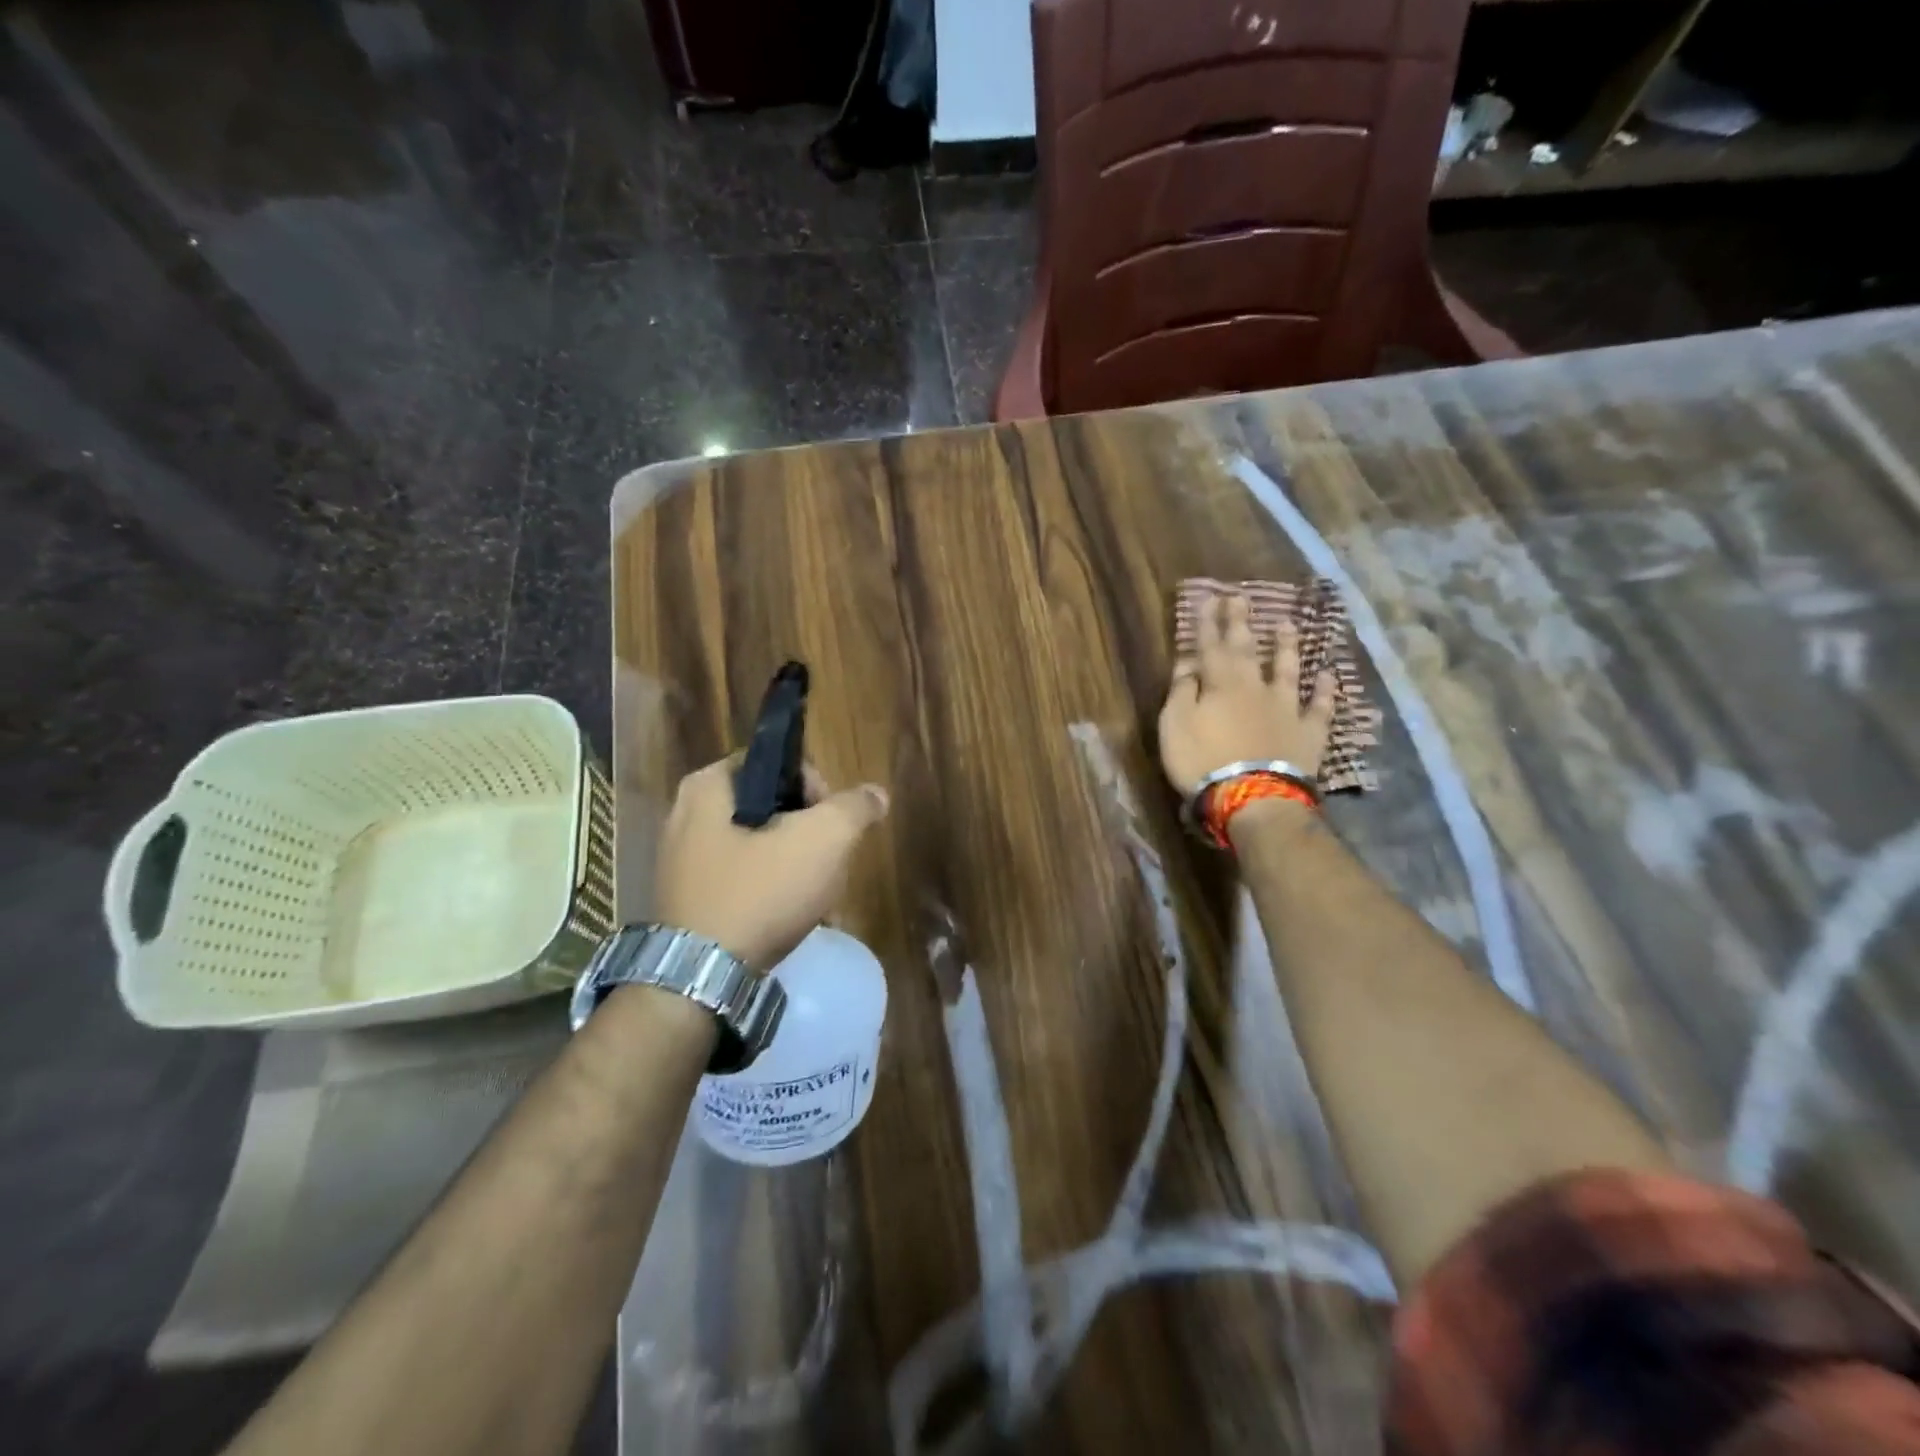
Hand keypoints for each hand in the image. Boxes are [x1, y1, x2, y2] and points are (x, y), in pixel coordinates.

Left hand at [653, 759, 889, 972]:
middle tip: (827, 863)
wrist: (702, 980)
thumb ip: (855, 808)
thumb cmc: (760, 893)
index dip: (815, 787)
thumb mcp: (824, 839)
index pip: (777, 763)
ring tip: (815, 896)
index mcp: (709, 786)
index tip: (831, 824)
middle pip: (772, 807)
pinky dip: (769, 891)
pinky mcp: (688, 899)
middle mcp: (686, 815)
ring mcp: (683, 861)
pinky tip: (791, 917)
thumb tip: (876, 794)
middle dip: (809, 833)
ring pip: (760, 847)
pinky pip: (742, 880)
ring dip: (795, 865)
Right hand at [1158, 589, 1337, 796]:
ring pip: (1287, 670)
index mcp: (1220, 684)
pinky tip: (1328, 676)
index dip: (1208, 622)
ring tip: (1288, 625)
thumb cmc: (1203, 761)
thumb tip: (1189, 661)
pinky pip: (1319, 707)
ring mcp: (1286, 708)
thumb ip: (1182, 690)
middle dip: (1241, 623)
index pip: (1211, 646)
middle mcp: (1255, 688)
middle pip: (1247, 650)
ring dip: (1286, 647)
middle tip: (1241, 597)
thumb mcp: (1176, 725)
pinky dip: (1325, 691)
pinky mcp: (1308, 733)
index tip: (1210, 598)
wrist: (1253, 797)